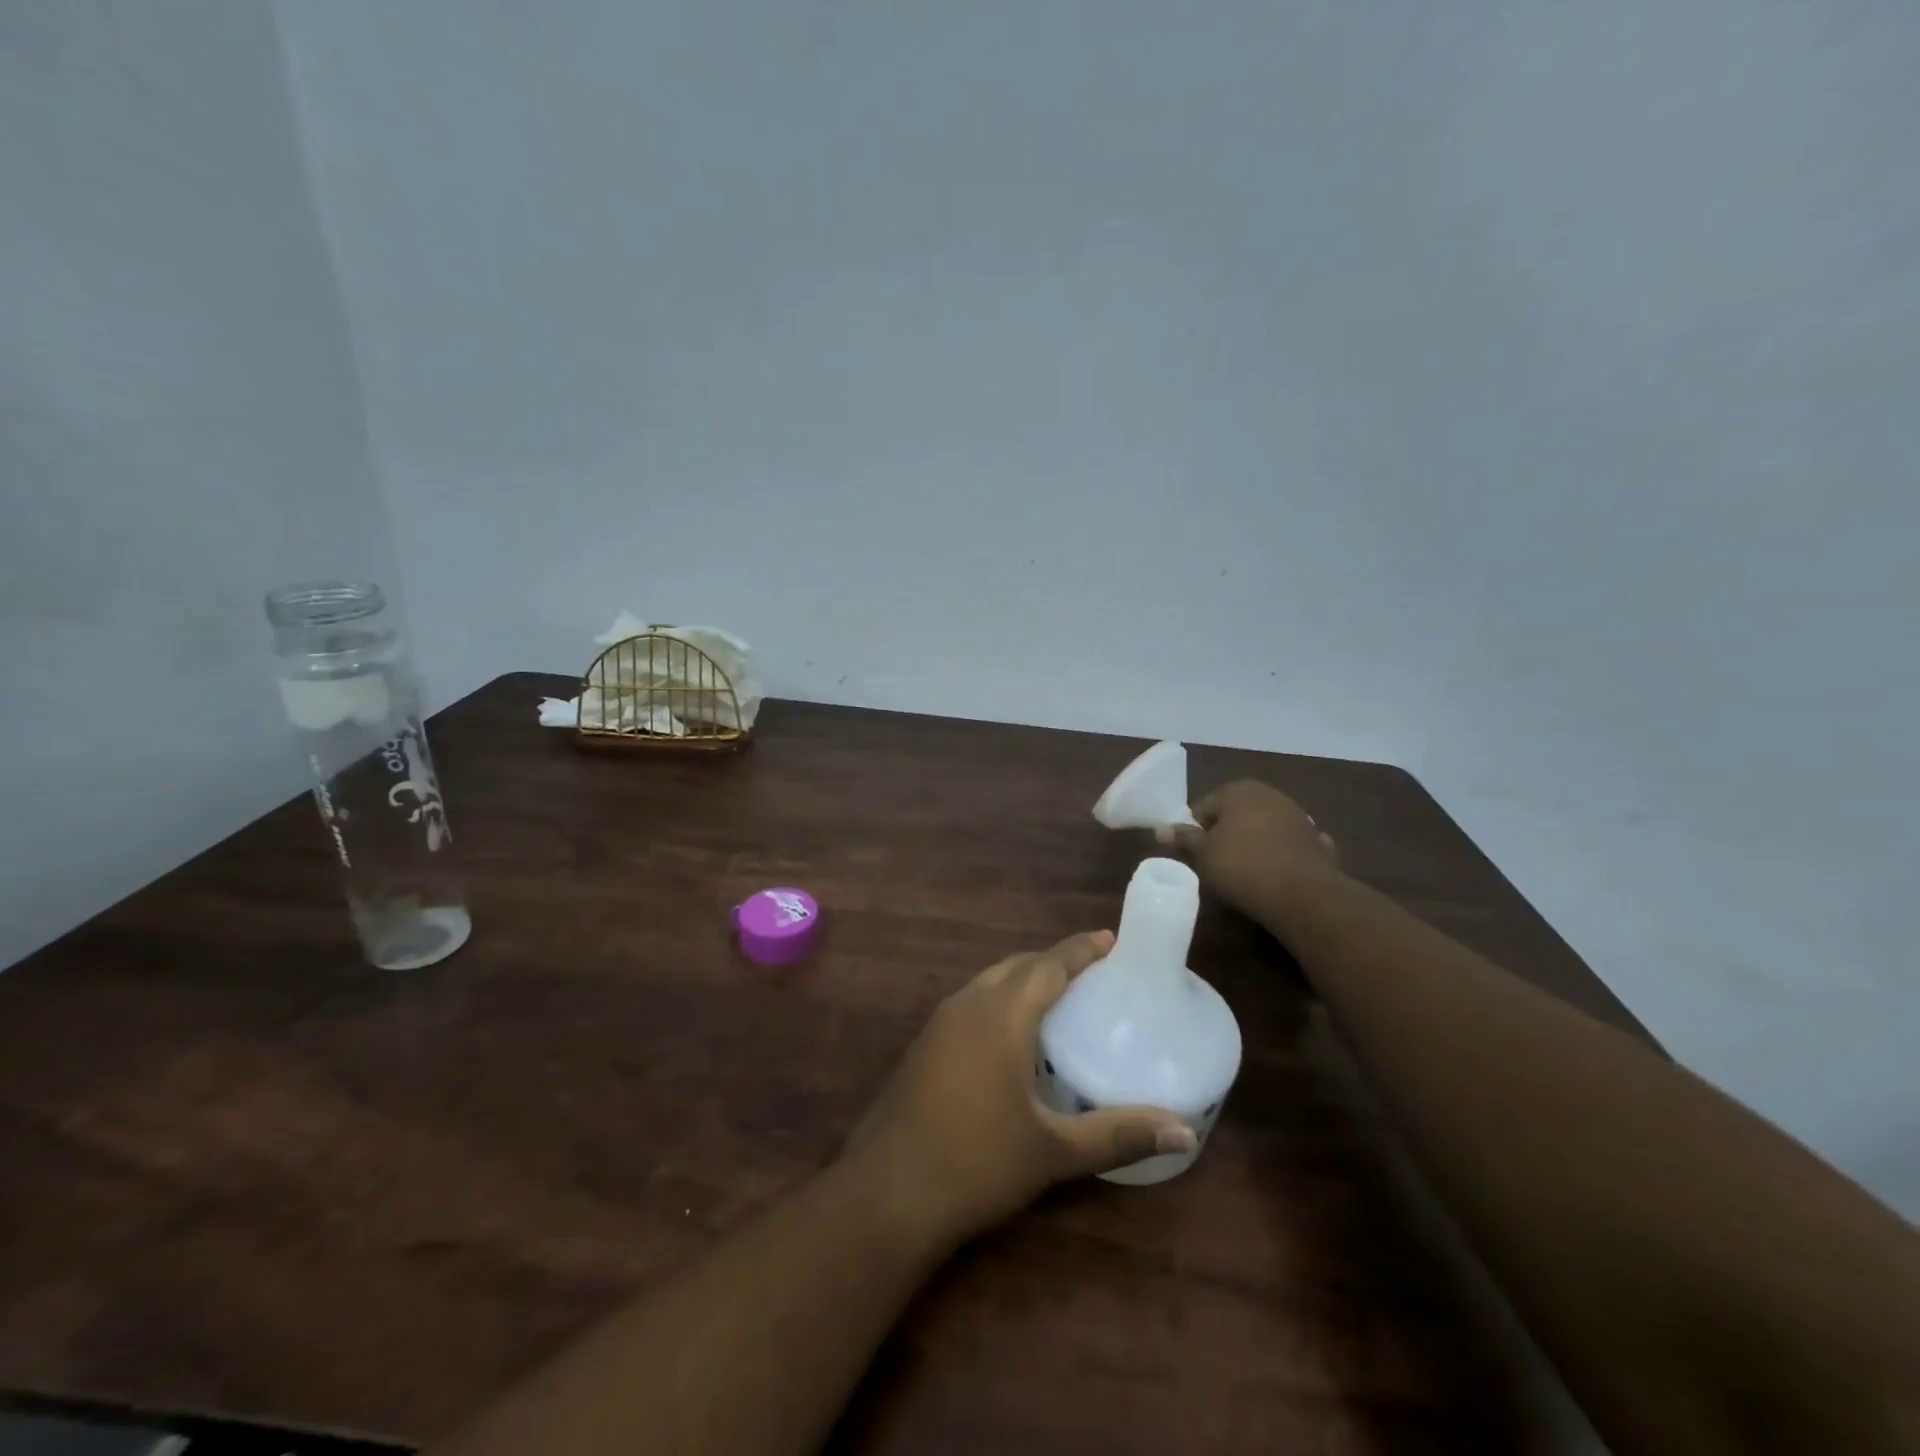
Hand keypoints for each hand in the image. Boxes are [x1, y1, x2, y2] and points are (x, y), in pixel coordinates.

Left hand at [842, 931, 1195, 1248]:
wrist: (887, 1192)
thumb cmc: (977, 1163)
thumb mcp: (1053, 1151)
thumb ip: (1118, 1135)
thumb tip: (1184, 1131)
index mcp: (1002, 1014)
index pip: (1048, 964)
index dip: (1080, 949)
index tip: (1109, 939)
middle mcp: (968, 1004)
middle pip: (1017, 966)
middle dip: (1053, 961)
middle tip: (1091, 972)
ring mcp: (939, 1023)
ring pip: (990, 982)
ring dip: (1023, 980)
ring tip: (1057, 999)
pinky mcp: (924, 1045)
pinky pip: (971, 1003)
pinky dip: (1000, 1001)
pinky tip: (1012, 1037)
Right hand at [1157, 780, 1341, 929]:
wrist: (1303, 895)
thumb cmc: (1242, 866)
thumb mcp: (1203, 854)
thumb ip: (1183, 838)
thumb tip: (1161, 829)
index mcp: (1239, 790)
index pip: (1204, 807)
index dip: (1195, 831)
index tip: (1194, 855)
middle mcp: (1270, 794)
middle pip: (1235, 814)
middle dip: (1225, 835)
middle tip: (1215, 864)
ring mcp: (1298, 816)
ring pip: (1263, 828)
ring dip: (1253, 844)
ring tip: (1243, 873)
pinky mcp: (1316, 841)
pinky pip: (1288, 846)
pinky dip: (1281, 856)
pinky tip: (1276, 874)